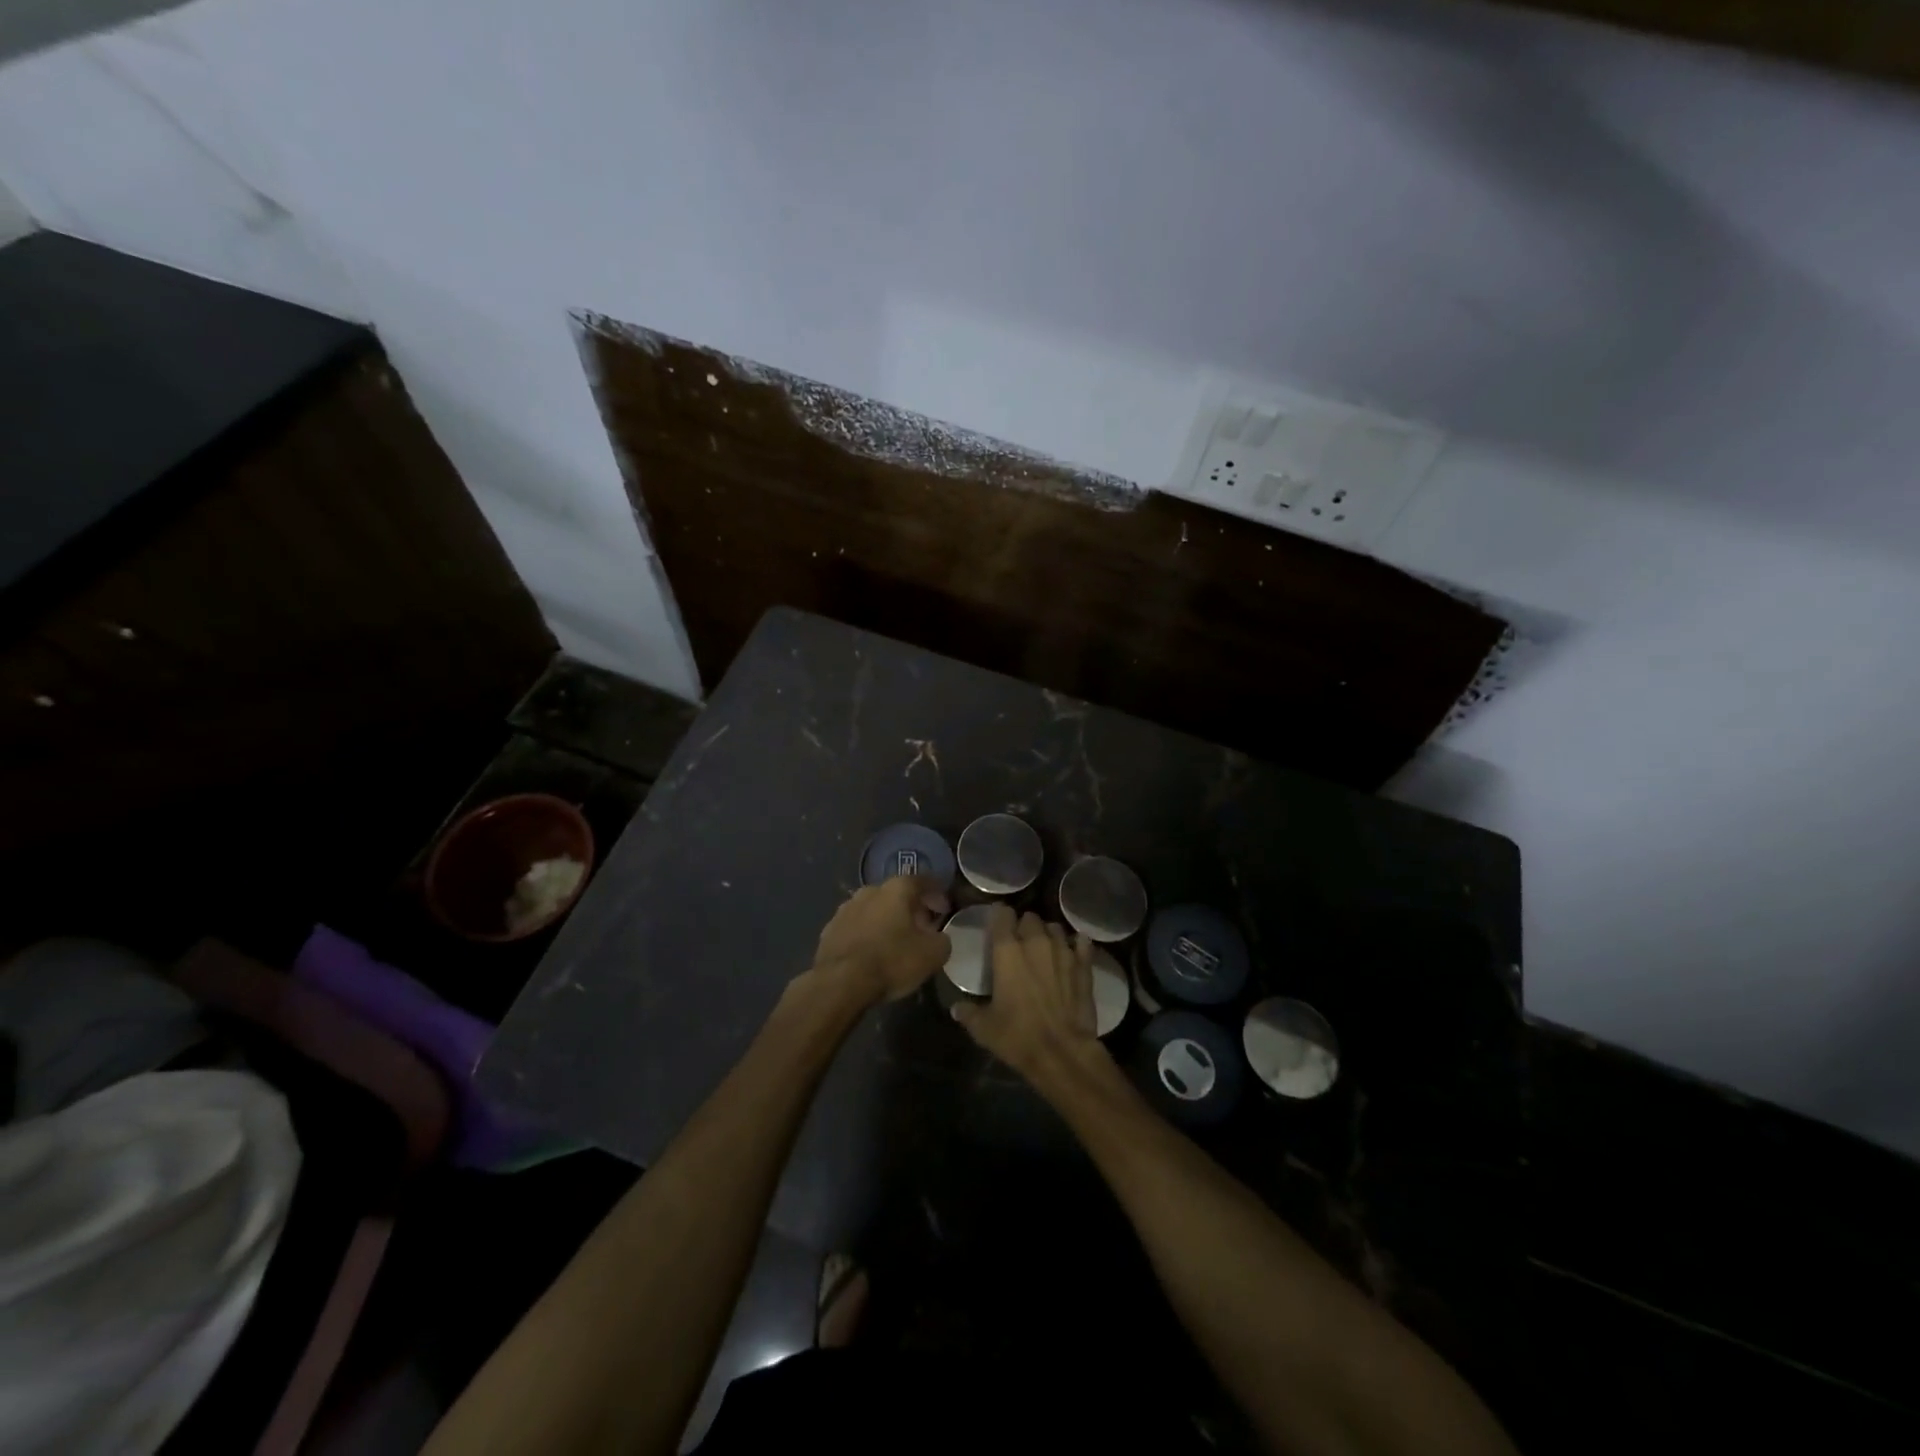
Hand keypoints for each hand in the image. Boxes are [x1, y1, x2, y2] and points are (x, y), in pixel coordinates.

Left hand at [810, 874, 950, 1003]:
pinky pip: (856, 927)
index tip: (944, 909)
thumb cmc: (892, 961)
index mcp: (896, 889)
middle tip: (922, 927)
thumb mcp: (933, 954)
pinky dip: (867, 935)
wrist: (840, 983)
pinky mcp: (829, 930)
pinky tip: (872, 953)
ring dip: (887, 921)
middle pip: (896, 894)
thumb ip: (942, 940)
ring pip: (874, 910)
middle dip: (911, 908)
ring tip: (896, 942)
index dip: (937, 893)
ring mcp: (845, 909)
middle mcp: (869, 891)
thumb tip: (938, 937)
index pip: (922, 881)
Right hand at [951, 907, 1098, 1082]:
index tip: (997, 923)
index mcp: (1007, 951)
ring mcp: (1063, 952)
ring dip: (1048, 934)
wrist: (1062, 1053)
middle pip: (1030, 918)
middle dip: (1024, 926)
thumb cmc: (1017, 1036)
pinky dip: (1077, 945)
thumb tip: (956, 1008)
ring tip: (1045, 948)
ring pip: (1055, 928)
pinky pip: (1082, 944)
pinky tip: (1074, 951)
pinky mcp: (1084, 966)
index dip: (1000, 916)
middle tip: (1020, 941)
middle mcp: (1036, 943)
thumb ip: (968, 1013)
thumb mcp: (984, 1028)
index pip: (1003, 915)